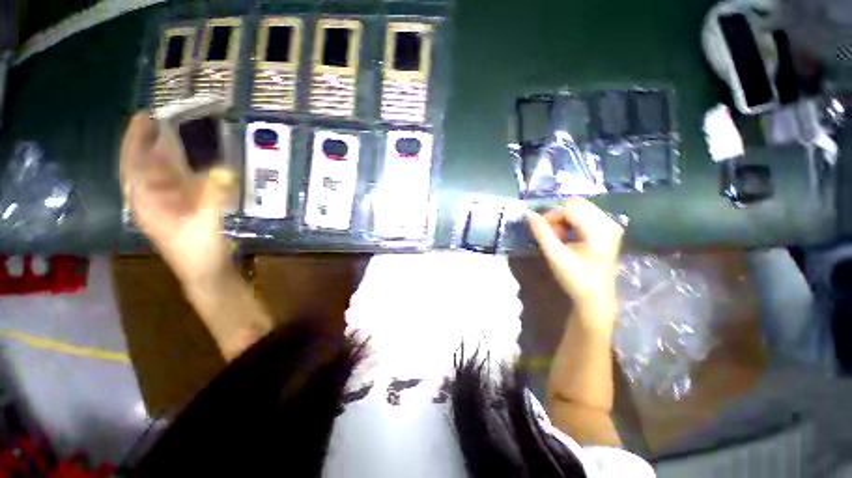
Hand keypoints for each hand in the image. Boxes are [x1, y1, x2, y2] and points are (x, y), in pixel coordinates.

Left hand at [120, 113, 235, 288]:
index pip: (133, 167)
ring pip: (155, 175)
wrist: (207, 274)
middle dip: (144, 143)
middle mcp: (151, 202)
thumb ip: (213, 197)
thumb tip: (225, 171)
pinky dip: (177, 169)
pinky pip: (173, 184)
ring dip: (159, 154)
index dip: (136, 141)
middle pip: (140, 167)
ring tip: (168, 135)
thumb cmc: (200, 252)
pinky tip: (187, 163)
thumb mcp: (206, 224)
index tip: (145, 117)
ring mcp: (165, 207)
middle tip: (156, 120)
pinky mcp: (180, 211)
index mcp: (148, 204)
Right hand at [526, 198, 623, 316]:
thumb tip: (528, 214)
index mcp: (599, 231)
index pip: (570, 209)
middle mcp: (609, 223)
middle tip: (548, 231)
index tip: (539, 228)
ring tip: (557, 235)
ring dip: (564, 218)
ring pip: (581, 208)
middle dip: (558, 214)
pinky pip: (586, 215)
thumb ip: (542, 233)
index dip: (551, 215)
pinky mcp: (609, 231)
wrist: (596, 297)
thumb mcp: (555, 256)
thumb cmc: (575, 279)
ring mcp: (611, 226)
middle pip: (577, 204)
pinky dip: (572, 222)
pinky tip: (566, 236)